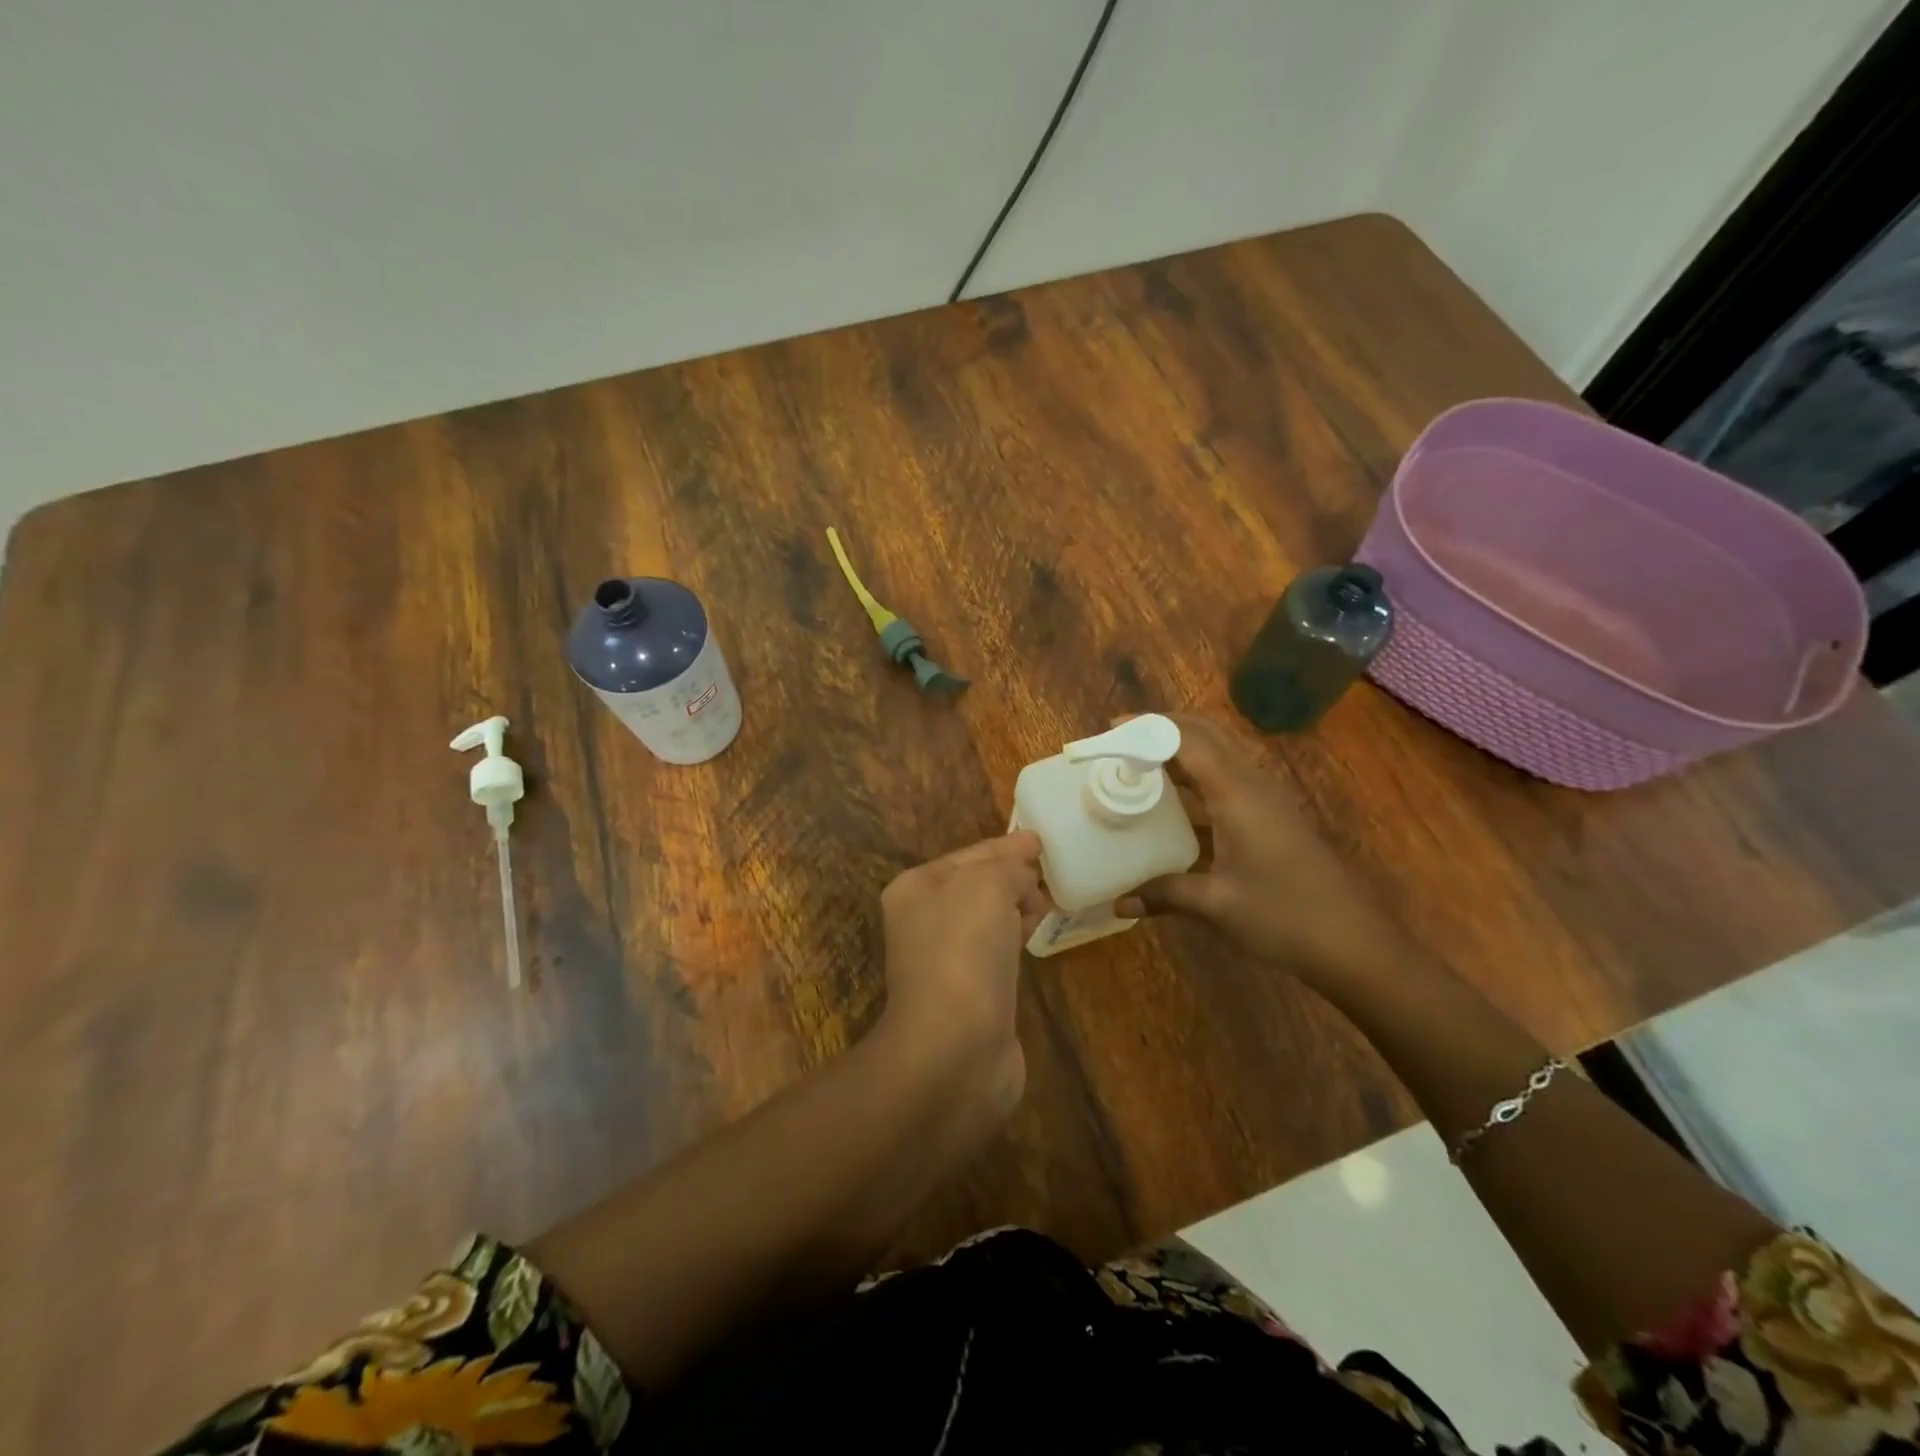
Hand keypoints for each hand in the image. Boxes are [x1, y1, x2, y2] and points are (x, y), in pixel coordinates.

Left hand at [874, 831, 1048, 1118]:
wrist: (955, 1048)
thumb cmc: (964, 952)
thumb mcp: (987, 885)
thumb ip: (1008, 867)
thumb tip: (1025, 873)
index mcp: (916, 888)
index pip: (969, 854)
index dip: (1006, 846)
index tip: (1040, 839)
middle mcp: (924, 921)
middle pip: (977, 886)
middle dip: (1013, 876)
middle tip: (1051, 869)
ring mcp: (945, 960)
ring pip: (988, 919)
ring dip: (1017, 906)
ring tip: (1051, 898)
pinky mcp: (970, 994)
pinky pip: (997, 951)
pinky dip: (1017, 937)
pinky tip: (1037, 932)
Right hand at [1116, 714, 1403, 983]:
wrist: (1356, 945)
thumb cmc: (1285, 918)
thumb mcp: (1217, 905)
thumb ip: (1164, 895)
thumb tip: (1118, 903)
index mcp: (1237, 794)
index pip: (1187, 740)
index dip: (1147, 727)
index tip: (1111, 727)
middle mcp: (1254, 784)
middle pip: (1207, 733)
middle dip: (1163, 727)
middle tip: (1122, 738)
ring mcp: (1268, 799)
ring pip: (1221, 753)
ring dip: (1182, 748)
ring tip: (1141, 763)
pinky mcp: (1274, 817)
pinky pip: (1229, 778)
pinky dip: (1198, 775)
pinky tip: (1176, 803)